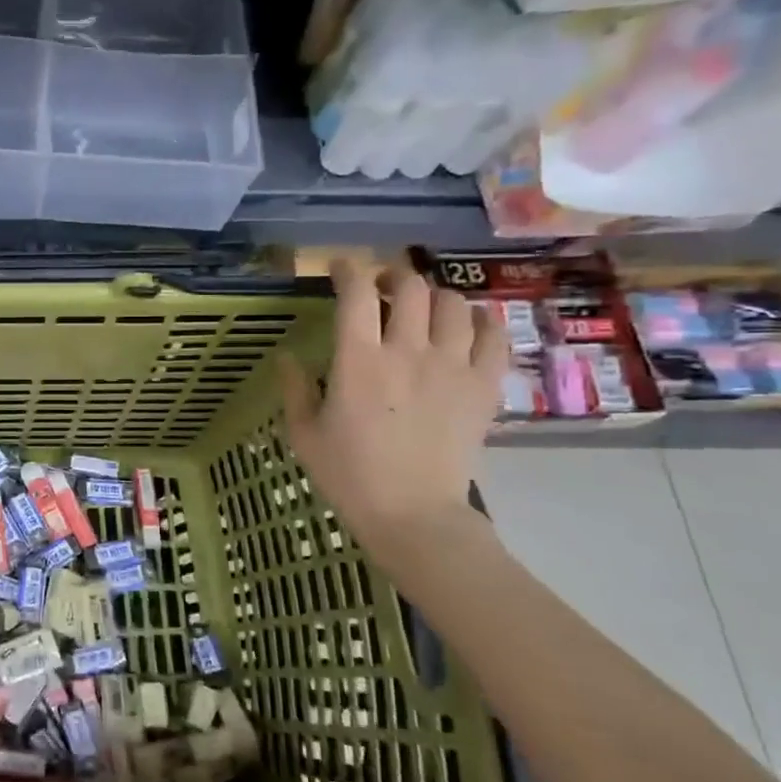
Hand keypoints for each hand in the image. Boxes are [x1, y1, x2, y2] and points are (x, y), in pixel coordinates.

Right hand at [280, 260, 506, 549]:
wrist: (413, 513)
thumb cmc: (349, 474)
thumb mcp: (304, 433)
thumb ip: (295, 388)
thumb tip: (286, 356)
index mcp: (359, 362)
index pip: (356, 295)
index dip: (348, 270)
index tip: (340, 268)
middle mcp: (408, 352)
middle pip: (410, 288)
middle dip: (393, 277)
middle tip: (382, 289)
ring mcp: (453, 367)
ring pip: (453, 304)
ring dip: (434, 297)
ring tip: (423, 309)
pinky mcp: (484, 386)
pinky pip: (494, 335)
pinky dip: (480, 321)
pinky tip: (466, 328)